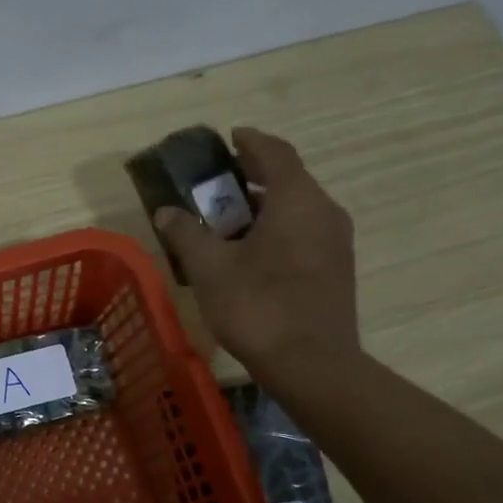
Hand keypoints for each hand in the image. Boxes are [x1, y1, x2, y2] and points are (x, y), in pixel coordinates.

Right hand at [155, 128, 360, 384]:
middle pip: (288, 180)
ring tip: (226, 221)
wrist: (311, 364)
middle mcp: (323, 211)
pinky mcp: (336, 269)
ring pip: (296, 209)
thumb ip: (187, 233)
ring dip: (262, 207)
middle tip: (217, 183)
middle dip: (252, 176)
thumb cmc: (257, 306)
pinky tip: (249, 253)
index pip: (275, 153)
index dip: (250, 141)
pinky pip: (304, 232)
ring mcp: (335, 242)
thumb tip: (167, 212)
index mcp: (296, 200)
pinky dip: (276, 229)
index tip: (229, 138)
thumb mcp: (210, 268)